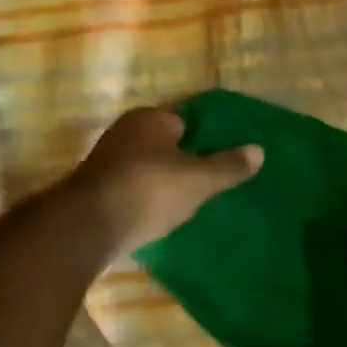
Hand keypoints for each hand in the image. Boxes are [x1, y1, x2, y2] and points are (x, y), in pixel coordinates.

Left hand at [69, 107, 263, 264]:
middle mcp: (125, 131)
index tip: (223, 158)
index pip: (186, 121)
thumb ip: (228, 166)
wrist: (87, 227)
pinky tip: (158, 216)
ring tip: (188, 202)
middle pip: (165, 144)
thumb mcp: (198, 180)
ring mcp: (106, 160)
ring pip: (146, 166)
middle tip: (209, 182)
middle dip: (183, 160)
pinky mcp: (94, 189)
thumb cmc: (149, 190)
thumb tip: (259, 150)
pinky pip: (131, 188)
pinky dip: (144, 198)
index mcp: (151, 118)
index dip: (206, 139)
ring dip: (162, 181)